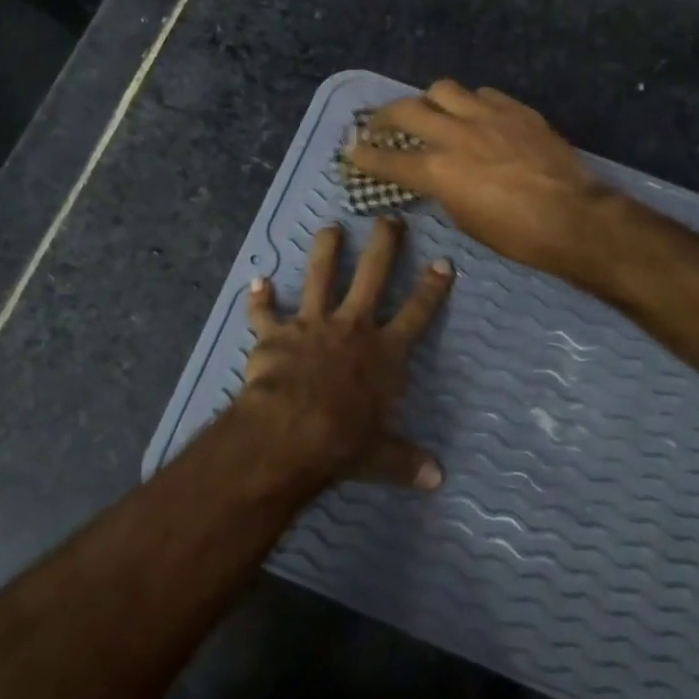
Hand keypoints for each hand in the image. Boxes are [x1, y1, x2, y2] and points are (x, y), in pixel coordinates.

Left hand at [235, 217, 452, 489]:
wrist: (291, 430)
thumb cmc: (344, 441)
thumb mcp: (381, 457)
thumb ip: (406, 461)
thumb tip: (437, 479)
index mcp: (384, 353)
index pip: (416, 313)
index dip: (432, 288)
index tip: (443, 262)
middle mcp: (352, 327)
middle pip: (372, 275)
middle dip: (383, 245)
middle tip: (388, 219)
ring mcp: (312, 325)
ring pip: (320, 276)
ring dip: (325, 251)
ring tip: (330, 228)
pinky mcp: (275, 334)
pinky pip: (264, 312)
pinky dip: (259, 299)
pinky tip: (256, 281)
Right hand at [346, 81, 612, 278]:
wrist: (574, 218)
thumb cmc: (516, 235)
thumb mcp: (465, 219)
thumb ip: (442, 190)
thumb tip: (434, 177)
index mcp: (438, 171)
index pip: (388, 160)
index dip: (364, 155)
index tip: (349, 149)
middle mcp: (455, 135)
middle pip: (406, 110)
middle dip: (384, 116)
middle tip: (379, 123)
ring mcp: (487, 117)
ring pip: (443, 90)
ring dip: (429, 100)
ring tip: (431, 112)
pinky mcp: (516, 110)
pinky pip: (483, 94)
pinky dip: (470, 103)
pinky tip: (475, 115)